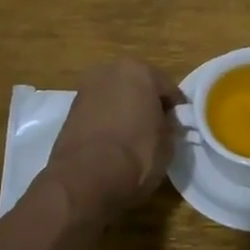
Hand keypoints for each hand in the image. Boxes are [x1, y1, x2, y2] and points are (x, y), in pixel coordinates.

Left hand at [51, 58, 185, 205]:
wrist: (85, 178)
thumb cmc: (136, 154)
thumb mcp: (168, 143)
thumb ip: (169, 125)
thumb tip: (165, 123)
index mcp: (139, 71)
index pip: (167, 88)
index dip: (176, 109)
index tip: (179, 126)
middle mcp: (110, 71)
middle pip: (138, 86)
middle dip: (146, 103)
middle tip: (156, 128)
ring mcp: (86, 88)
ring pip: (115, 97)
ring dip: (125, 110)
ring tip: (133, 137)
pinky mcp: (70, 110)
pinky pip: (98, 111)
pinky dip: (107, 121)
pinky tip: (113, 142)